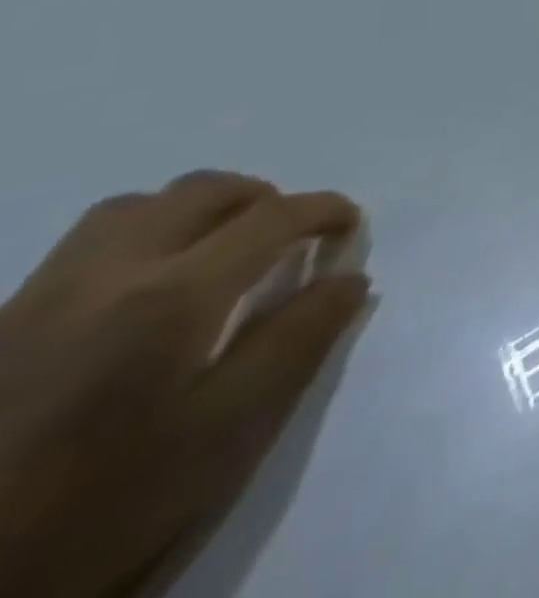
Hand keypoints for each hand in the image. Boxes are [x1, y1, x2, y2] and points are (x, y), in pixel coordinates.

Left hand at [0, 173, 366, 597]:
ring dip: (196, 211)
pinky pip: (85, 246)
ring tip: (219, 252)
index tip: (350, 229)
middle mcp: (108, 274)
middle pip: (203, 191)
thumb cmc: (107, 501)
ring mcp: (40, 296)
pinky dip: (141, 239)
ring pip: (137, 206)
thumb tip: (348, 279)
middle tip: (290, 238)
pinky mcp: (2, 324)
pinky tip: (145, 291)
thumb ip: (298, 340)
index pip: (273, 216)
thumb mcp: (226, 431)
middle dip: (264, 200)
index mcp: (173, 295)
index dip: (326, 211)